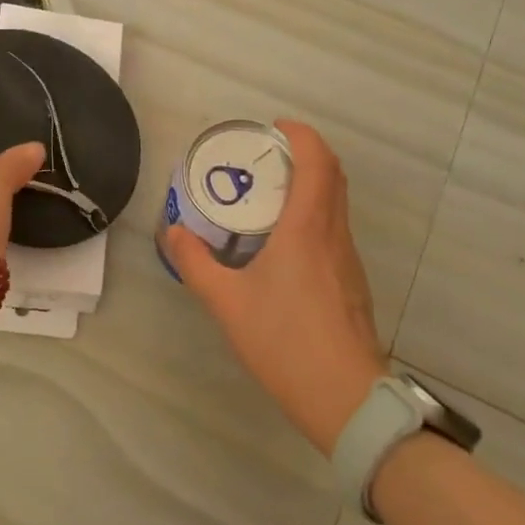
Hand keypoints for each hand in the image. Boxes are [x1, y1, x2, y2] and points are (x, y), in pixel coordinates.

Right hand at [160, 120, 383, 455]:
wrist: (345, 397)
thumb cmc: (284, 340)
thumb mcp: (226, 302)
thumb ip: (195, 263)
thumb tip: (173, 232)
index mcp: (307, 228)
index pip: (317, 162)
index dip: (301, 135)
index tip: (275, 127)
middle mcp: (333, 235)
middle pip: (332, 176)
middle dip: (305, 154)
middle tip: (267, 156)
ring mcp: (347, 260)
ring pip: (336, 204)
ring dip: (311, 185)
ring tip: (269, 196)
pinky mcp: (351, 283)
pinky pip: (334, 230)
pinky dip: (313, 215)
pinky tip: (283, 243)